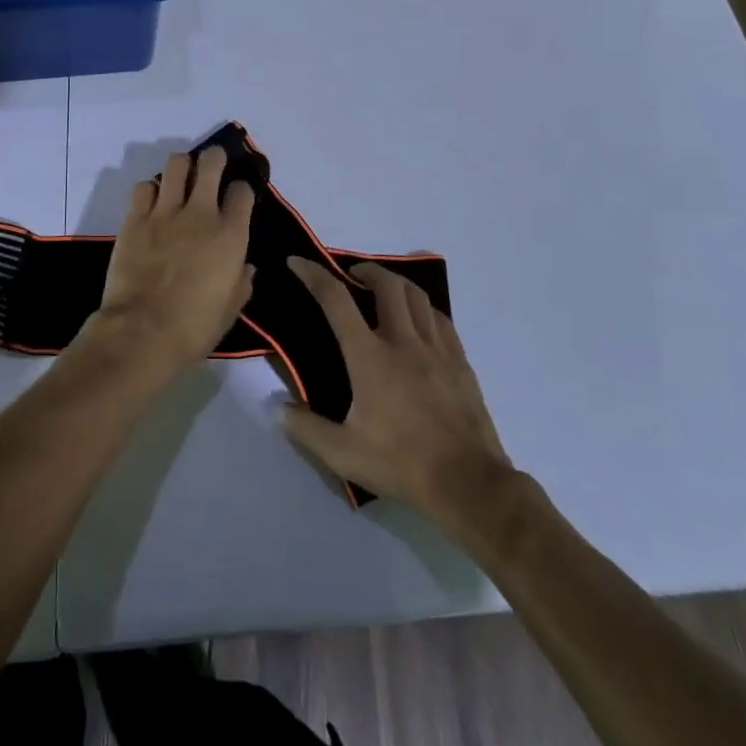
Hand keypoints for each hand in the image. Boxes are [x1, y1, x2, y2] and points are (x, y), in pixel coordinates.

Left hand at [88, 146, 255, 380]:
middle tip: (213, 166)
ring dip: (182, 167)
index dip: (242, 189)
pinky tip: (152, 202)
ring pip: (175, 164)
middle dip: (215, 159)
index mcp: (230, 235)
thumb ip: (241, 282)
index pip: (242, 191)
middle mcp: (200, 214)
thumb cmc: (194, 327)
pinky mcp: (135, 219)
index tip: (238, 197)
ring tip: (181, 178)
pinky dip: (150, 189)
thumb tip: (245, 266)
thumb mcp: (231, 309)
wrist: (142, 333)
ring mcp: (164, 213)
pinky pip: (143, 187)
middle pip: (211, 163)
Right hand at [282, 258, 513, 519]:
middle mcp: (403, 342)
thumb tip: (278, 409)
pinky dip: (423, 308)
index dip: (313, 274)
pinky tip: (419, 320)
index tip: (297, 262)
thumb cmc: (401, 464)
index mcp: (369, 357)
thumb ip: (306, 428)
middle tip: (352, 274)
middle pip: (386, 284)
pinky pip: (440, 319)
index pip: (336, 300)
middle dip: (365, 269)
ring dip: (396, 284)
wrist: (467, 483)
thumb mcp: (343, 454)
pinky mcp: (460, 362)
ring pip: (417, 296)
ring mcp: (436, 349)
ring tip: (384, 290)